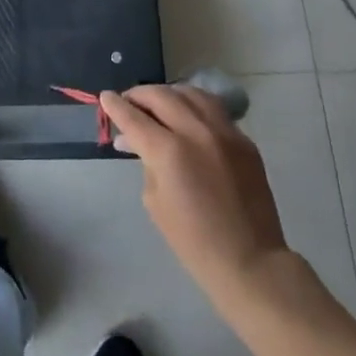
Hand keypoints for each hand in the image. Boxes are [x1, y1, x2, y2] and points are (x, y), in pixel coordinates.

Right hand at [101, 84, 288, 301]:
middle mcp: (197, 132)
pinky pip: (215, 109)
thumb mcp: (155, 201)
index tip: (105, 96)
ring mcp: (225, 132)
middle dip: (139, 95)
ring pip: (191, 93)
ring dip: (169, 94)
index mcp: (169, 152)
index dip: (115, 105)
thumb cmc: (193, 241)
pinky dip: (195, 106)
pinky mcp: (244, 140)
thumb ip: (145, 162)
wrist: (250, 261)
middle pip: (161, 96)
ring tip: (159, 103)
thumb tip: (134, 140)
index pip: (134, 117)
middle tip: (128, 101)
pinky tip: (188, 116)